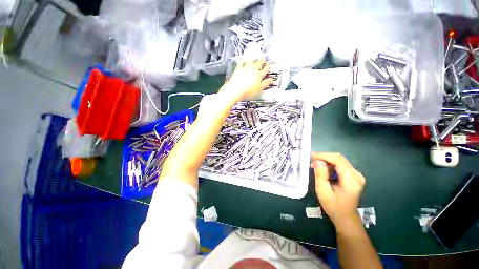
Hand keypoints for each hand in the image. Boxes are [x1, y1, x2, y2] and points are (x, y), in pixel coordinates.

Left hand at [219, 58, 273, 102]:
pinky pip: (241, 62)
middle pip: (259, 63)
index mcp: (259, 75)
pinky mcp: (238, 69)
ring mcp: (245, 68)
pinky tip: (244, 58)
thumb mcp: (259, 90)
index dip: (267, 67)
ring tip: (255, 57)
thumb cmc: (248, 92)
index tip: (268, 66)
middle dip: (262, 61)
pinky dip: (244, 60)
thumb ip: (265, 84)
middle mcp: (253, 70)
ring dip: (254, 58)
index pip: (265, 69)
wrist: (236, 90)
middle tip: (263, 60)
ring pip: (251, 61)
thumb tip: (270, 80)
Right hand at [311, 152, 365, 228]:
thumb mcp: (323, 191)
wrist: (345, 217)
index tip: (311, 156)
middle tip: (312, 161)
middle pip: (339, 158)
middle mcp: (356, 175)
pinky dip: (330, 164)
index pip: (338, 160)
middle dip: (324, 157)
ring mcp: (356, 175)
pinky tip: (323, 169)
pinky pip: (341, 165)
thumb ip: (320, 174)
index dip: (324, 155)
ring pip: (340, 160)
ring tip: (315, 165)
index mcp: (351, 180)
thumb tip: (318, 160)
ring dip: (326, 160)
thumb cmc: (333, 206)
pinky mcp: (353, 176)